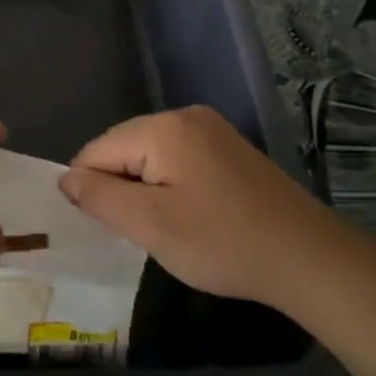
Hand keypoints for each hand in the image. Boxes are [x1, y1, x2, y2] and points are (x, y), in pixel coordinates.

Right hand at [59, 106, 339, 311]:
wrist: (310, 259)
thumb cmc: (223, 242)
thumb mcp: (150, 225)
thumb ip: (100, 197)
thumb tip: (65, 178)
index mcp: (163, 127)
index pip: (97, 150)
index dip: (93, 191)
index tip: (113, 229)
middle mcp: (185, 116)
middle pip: (123, 148)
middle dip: (121, 188)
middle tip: (144, 232)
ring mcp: (212, 130)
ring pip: (150, 156)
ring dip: (146, 190)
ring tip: (168, 228)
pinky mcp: (230, 149)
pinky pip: (178, 160)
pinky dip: (171, 186)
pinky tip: (192, 217)